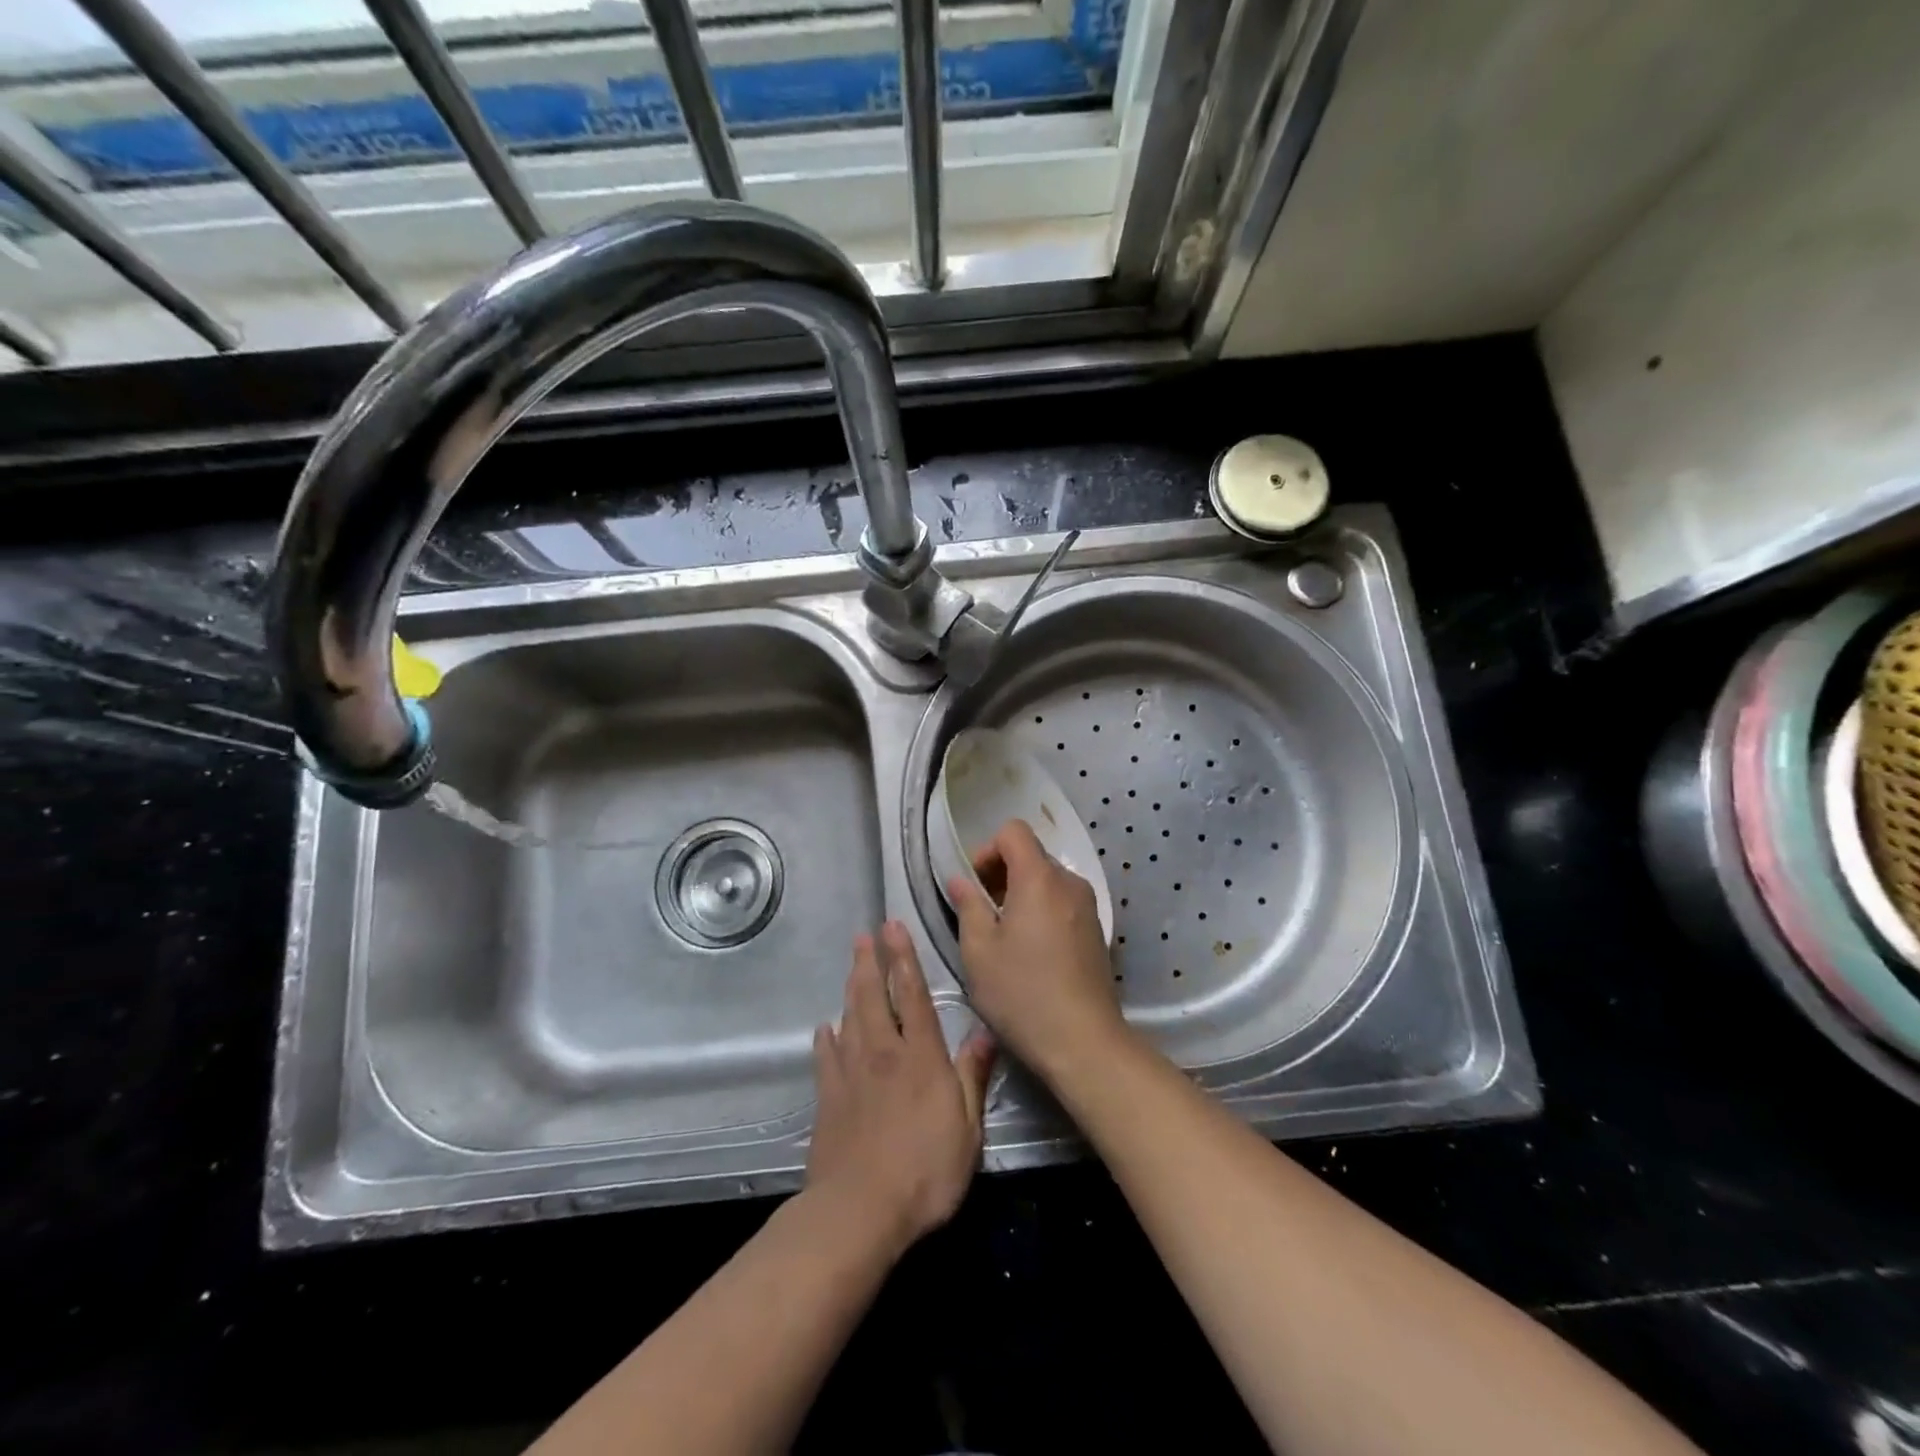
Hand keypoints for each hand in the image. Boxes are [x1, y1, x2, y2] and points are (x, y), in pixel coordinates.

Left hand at [806, 921, 996, 1254]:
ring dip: (851, 986)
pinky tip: (826, 1027)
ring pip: (849, 1016)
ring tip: (853, 964)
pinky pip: (826, 1055)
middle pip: (873, 996)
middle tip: (865, 934)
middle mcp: (883, 1053)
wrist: (859, 1210)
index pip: (912, 994)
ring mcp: (850, 1073)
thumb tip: (984, 1033)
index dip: (904, 958)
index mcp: (921, 1056)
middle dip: (870, 961)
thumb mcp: (967, 1129)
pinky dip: (827, 1036)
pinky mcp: (828, 1097)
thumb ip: (972, 1077)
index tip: (894, 927)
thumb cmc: (925, 1171)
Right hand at [947, 819, 1128, 1083]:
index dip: (987, 850)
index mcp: (1039, 878)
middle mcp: (1069, 882)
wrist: (1083, 1041)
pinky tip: (1030, 951)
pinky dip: (1042, 911)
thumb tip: (960, 880)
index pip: (1013, 831)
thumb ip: (967, 906)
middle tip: (981, 913)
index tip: (973, 887)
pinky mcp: (1097, 931)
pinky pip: (1062, 903)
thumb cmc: (1022, 993)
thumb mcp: (978, 951)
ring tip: (1003, 935)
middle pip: (1031, 855)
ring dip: (1021, 894)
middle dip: (1001, 873)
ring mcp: (1088, 907)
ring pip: (1047, 880)